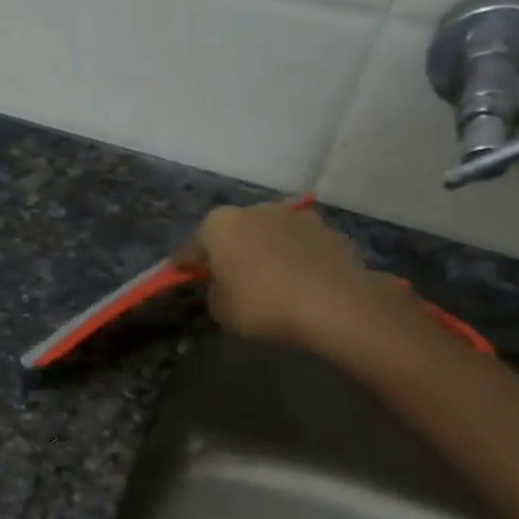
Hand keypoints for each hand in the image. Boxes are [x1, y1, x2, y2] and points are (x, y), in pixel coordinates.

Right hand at [174, 201, 431, 358]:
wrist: (335, 305)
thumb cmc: (263, 305)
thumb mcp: (220, 309)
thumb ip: (214, 289)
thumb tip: (224, 282)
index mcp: (218, 225)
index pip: (189, 249)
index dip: (183, 268)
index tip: (184, 281)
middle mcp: (253, 209)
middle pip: (231, 234)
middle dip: (228, 253)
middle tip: (229, 281)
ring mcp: (294, 215)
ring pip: (267, 235)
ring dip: (263, 251)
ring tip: (271, 281)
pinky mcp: (326, 229)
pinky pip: (299, 245)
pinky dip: (294, 258)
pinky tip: (300, 282)